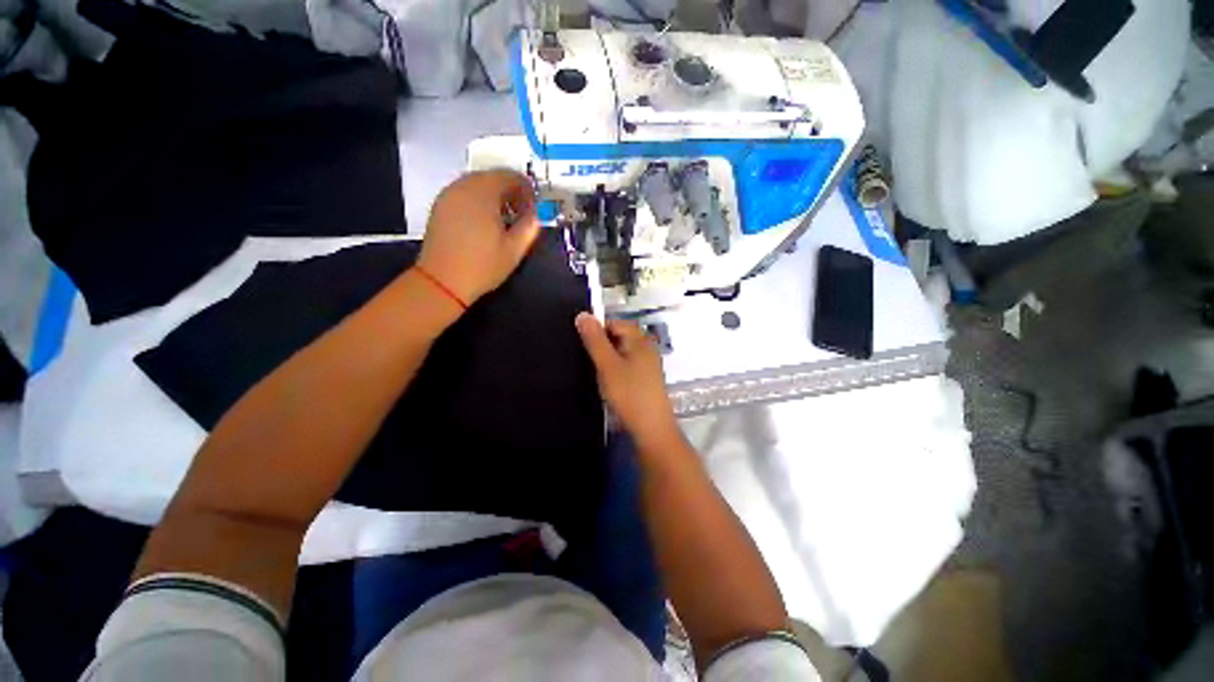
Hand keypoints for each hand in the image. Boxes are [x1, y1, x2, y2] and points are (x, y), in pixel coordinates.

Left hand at [418, 171, 540, 304]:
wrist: (443, 281)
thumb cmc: (483, 266)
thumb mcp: (514, 249)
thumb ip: (529, 227)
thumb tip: (535, 215)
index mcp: (484, 193)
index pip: (510, 176)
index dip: (526, 189)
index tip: (534, 205)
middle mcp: (464, 186)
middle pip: (492, 177)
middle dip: (510, 190)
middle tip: (521, 211)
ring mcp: (448, 195)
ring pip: (477, 184)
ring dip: (494, 195)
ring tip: (504, 218)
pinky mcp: (440, 206)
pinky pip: (464, 193)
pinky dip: (478, 200)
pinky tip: (484, 220)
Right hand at [575, 313, 681, 448]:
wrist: (651, 428)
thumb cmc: (629, 393)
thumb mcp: (607, 365)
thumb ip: (594, 340)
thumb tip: (582, 314)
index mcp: (640, 340)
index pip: (615, 322)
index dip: (598, 330)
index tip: (585, 347)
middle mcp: (647, 348)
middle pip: (620, 336)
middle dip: (603, 345)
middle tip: (590, 362)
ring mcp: (649, 364)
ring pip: (623, 352)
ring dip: (609, 359)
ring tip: (598, 374)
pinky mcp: (647, 379)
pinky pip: (628, 365)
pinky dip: (617, 369)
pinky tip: (610, 384)